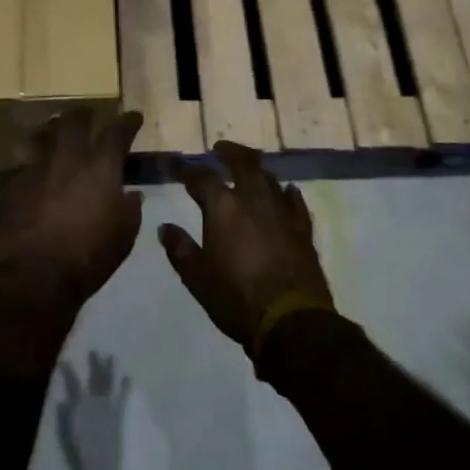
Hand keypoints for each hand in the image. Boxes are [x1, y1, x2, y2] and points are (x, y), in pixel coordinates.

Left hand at [0, 109, 143, 312]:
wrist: (33, 279)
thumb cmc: (87, 259)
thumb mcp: (123, 237)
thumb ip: (129, 209)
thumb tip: (131, 194)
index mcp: (99, 168)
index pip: (117, 132)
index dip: (128, 122)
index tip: (133, 117)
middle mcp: (67, 159)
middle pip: (73, 121)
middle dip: (83, 114)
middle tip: (88, 115)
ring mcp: (35, 169)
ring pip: (43, 136)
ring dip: (52, 132)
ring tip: (56, 135)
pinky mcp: (11, 185)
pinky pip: (25, 165)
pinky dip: (35, 166)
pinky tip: (36, 176)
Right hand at [55, 351, 129, 469]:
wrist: (103, 466)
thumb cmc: (82, 453)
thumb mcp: (68, 434)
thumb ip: (65, 416)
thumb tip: (62, 400)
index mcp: (80, 405)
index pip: (73, 383)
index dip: (69, 371)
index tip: (65, 359)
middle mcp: (96, 400)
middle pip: (95, 378)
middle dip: (95, 363)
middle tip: (95, 351)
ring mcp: (110, 406)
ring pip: (110, 381)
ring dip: (112, 369)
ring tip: (113, 357)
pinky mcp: (121, 413)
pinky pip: (124, 395)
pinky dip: (126, 386)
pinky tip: (130, 377)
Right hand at [159, 141, 332, 350]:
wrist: (290, 321)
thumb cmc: (235, 298)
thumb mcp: (196, 277)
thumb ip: (180, 248)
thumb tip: (166, 228)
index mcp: (223, 208)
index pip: (200, 177)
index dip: (185, 169)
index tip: (175, 164)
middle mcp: (253, 200)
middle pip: (243, 163)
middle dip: (229, 152)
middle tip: (219, 149)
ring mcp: (282, 212)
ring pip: (269, 178)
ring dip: (256, 170)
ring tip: (247, 170)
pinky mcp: (303, 228)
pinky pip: (294, 201)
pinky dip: (285, 192)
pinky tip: (284, 192)